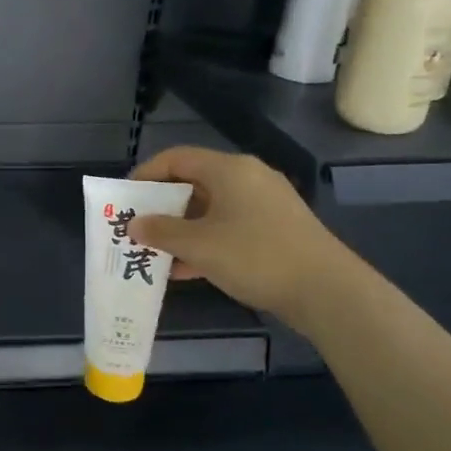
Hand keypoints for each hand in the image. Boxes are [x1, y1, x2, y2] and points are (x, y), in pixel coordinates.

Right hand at [125, 147, 350, 324]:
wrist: (327, 291)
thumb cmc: (255, 256)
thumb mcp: (198, 245)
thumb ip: (161, 231)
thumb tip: (134, 224)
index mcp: (229, 170)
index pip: (176, 158)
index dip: (145, 175)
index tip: (124, 199)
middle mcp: (247, 179)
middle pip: (193, 183)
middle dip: (161, 206)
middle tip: (137, 227)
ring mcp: (264, 205)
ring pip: (210, 209)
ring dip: (180, 229)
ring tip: (154, 251)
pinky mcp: (275, 230)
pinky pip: (228, 227)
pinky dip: (204, 242)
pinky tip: (184, 269)